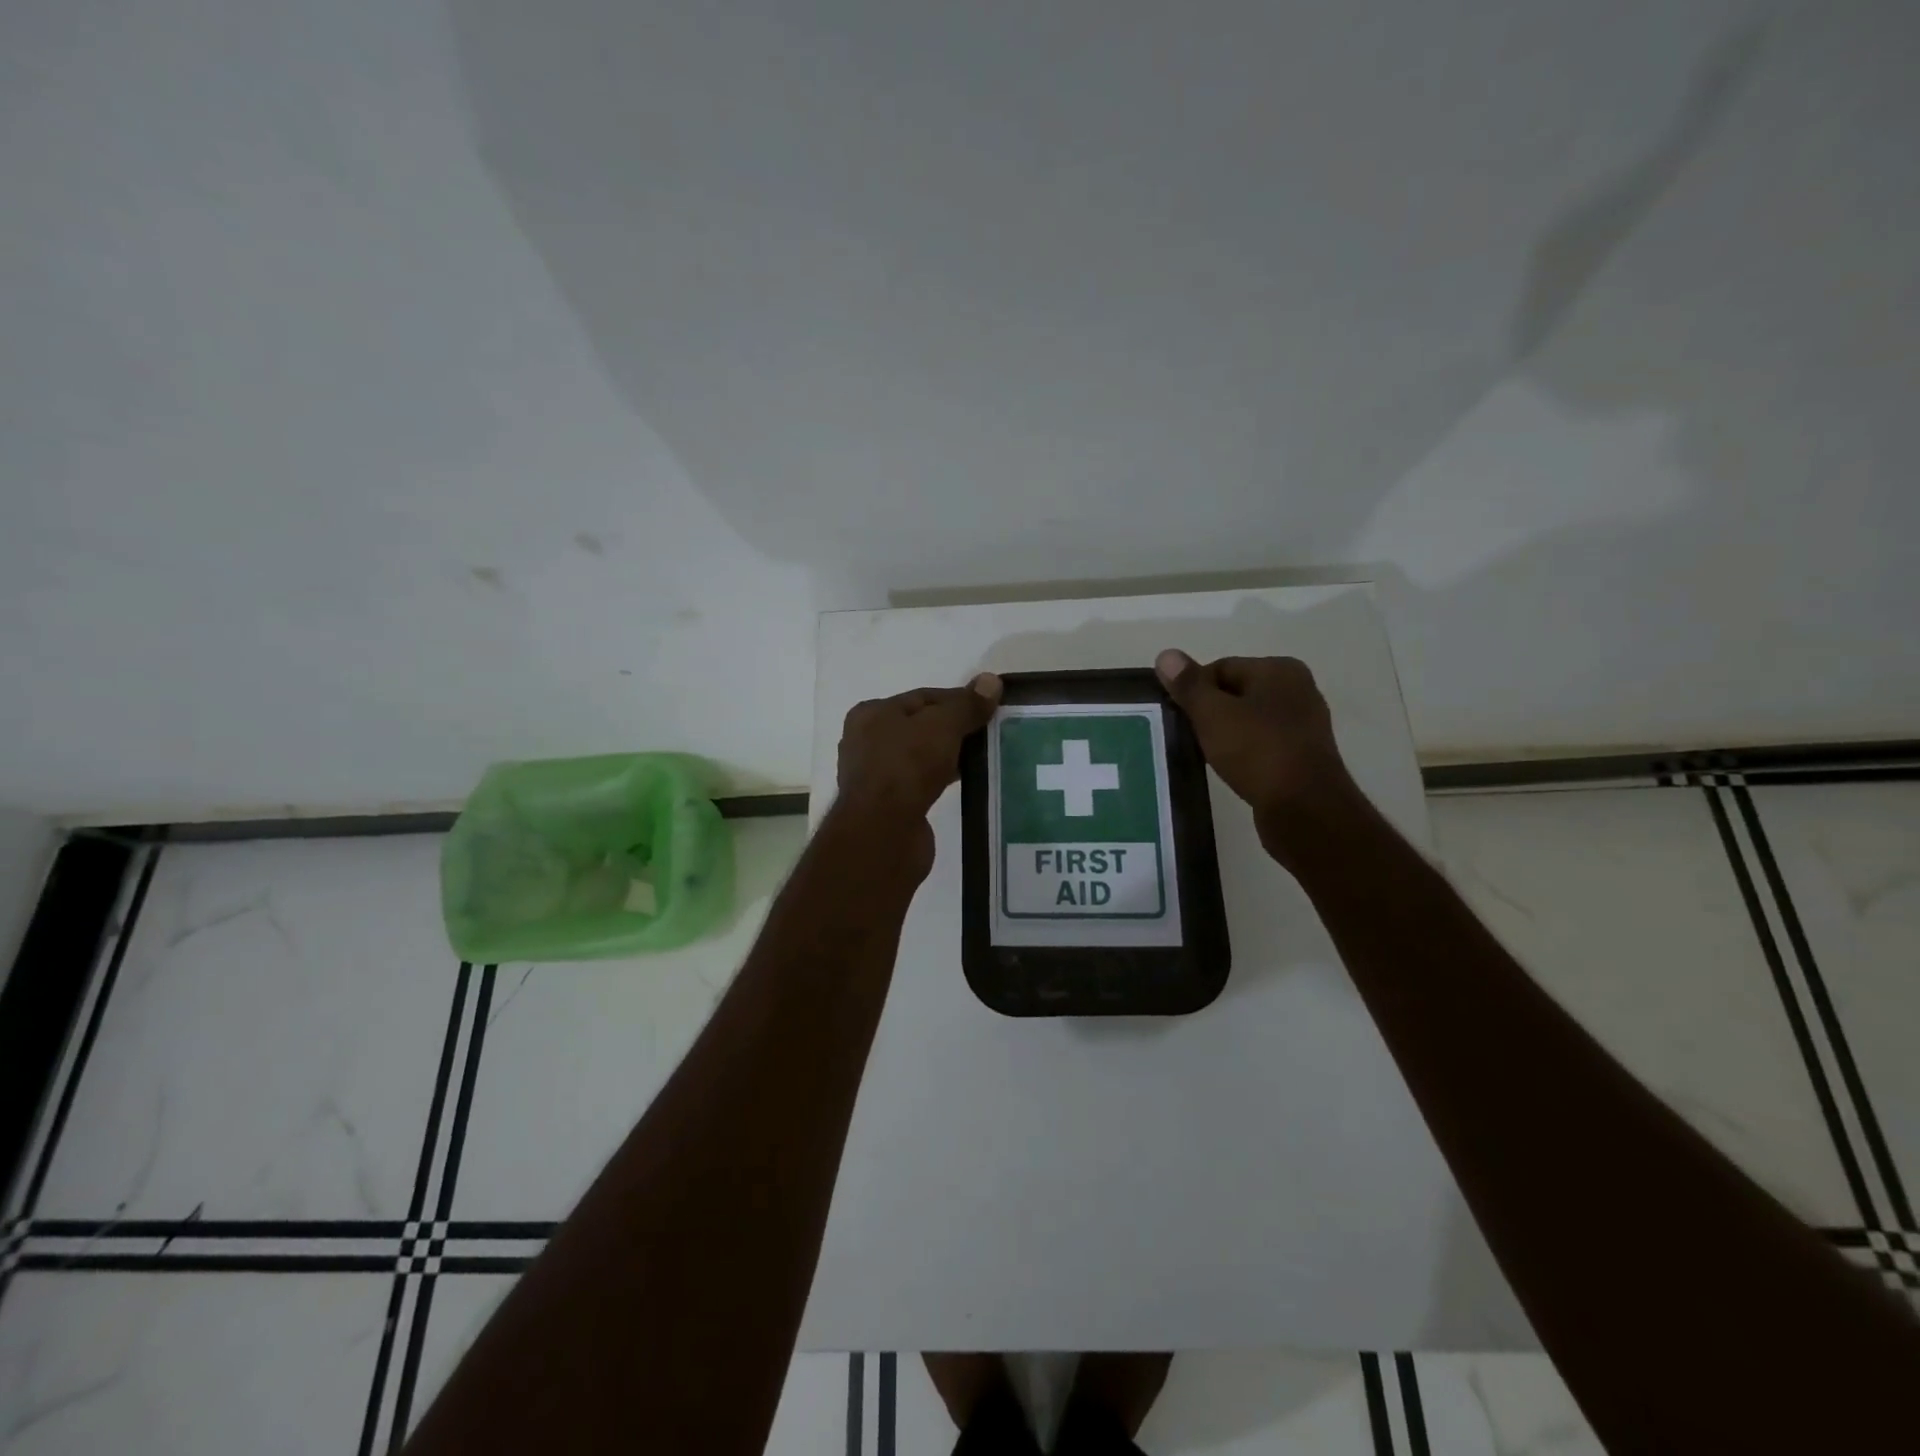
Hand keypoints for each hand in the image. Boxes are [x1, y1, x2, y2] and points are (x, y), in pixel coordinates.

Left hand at [836, 675, 1002, 868]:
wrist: (883, 833)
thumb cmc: (906, 767)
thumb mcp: (942, 726)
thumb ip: (967, 705)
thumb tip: (991, 681)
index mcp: (872, 714)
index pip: (923, 697)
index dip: (958, 700)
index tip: (989, 709)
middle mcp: (866, 741)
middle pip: (921, 726)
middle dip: (955, 729)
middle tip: (990, 734)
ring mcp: (875, 775)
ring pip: (921, 756)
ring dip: (949, 756)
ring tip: (984, 758)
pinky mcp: (887, 805)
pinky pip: (921, 783)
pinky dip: (941, 780)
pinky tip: (965, 783)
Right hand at [1154, 649, 1363, 864]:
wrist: (1304, 809)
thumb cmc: (1257, 751)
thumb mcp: (1212, 713)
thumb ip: (1188, 685)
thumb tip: (1166, 654)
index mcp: (1279, 670)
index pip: (1220, 668)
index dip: (1193, 690)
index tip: (1178, 716)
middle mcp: (1297, 690)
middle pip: (1235, 693)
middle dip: (1208, 712)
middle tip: (1187, 736)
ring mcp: (1303, 725)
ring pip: (1248, 721)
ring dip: (1224, 735)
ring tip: (1205, 754)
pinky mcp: (1302, 756)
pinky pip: (1261, 745)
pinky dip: (1242, 753)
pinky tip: (1230, 769)